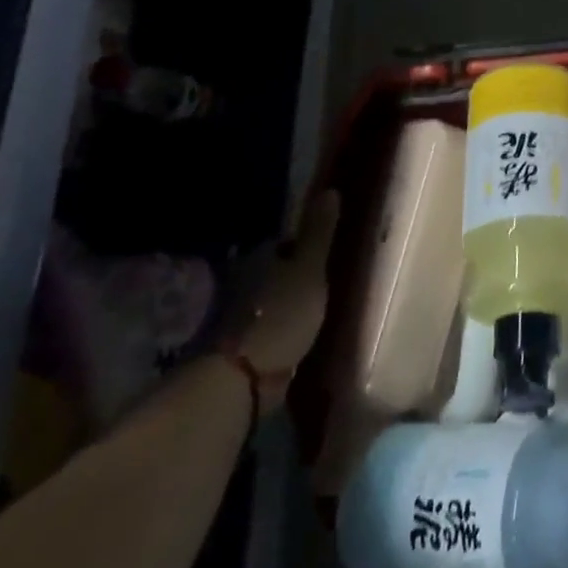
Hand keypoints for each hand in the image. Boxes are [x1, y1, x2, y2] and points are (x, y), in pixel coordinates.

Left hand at [233, 192, 339, 405]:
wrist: (242, 378)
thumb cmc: (281, 314)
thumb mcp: (310, 269)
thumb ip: (319, 233)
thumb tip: (330, 189)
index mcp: (258, 258)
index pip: (283, 243)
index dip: (304, 247)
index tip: (324, 255)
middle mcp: (242, 281)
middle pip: (273, 271)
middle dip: (292, 275)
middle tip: (321, 282)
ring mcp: (237, 316)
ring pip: (268, 299)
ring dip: (284, 303)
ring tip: (312, 310)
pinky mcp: (239, 346)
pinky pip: (265, 326)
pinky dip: (278, 327)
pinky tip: (295, 334)